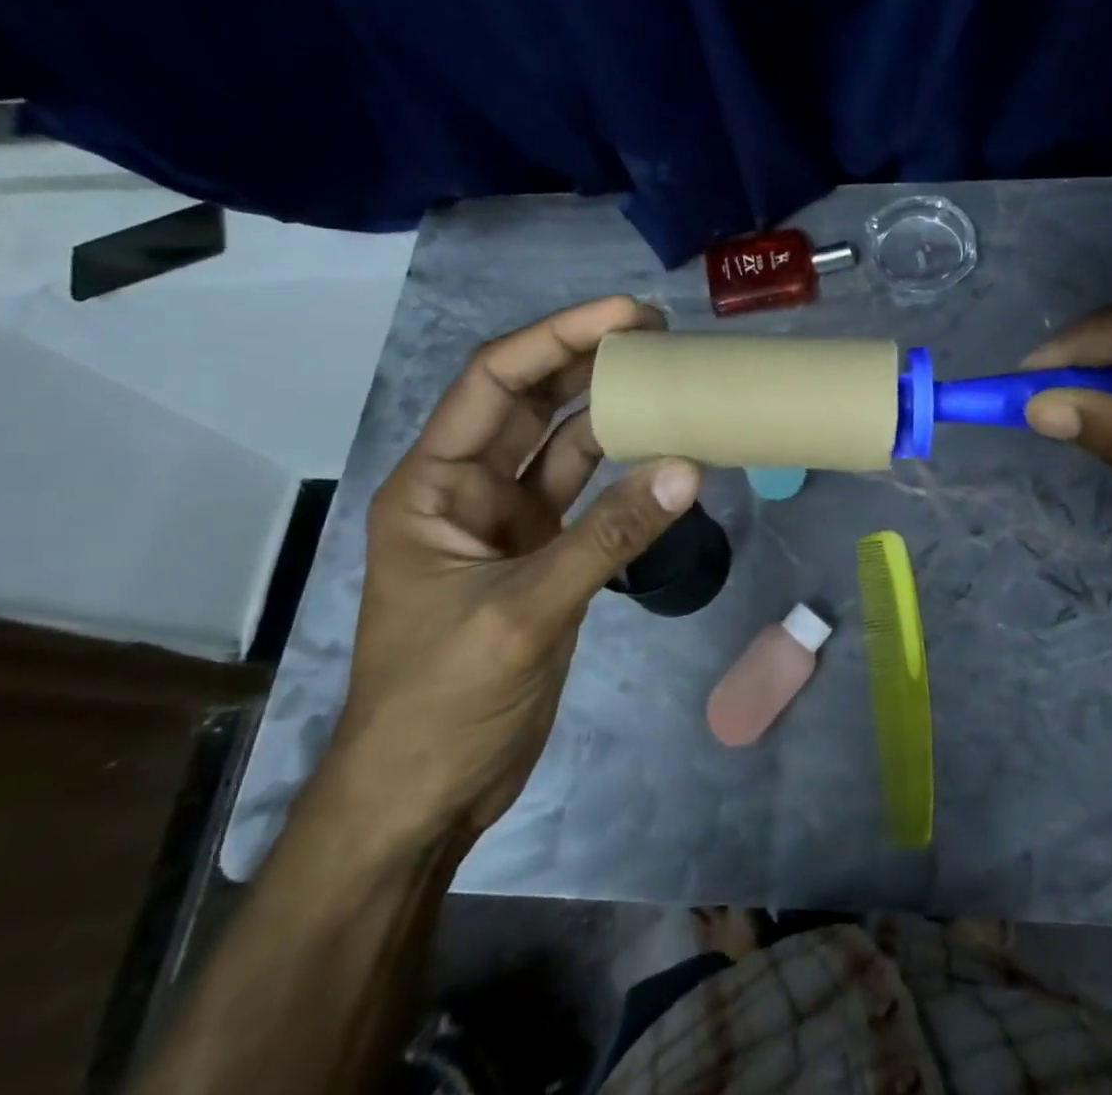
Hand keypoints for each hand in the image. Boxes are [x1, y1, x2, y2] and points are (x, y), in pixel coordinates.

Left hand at [321, 297, 700, 858]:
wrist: (425, 798)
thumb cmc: (441, 703)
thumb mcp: (524, 614)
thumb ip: (607, 540)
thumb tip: (686, 471)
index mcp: (433, 486)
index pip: (495, 383)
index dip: (557, 338)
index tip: (624, 314)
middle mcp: (469, 491)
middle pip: (532, 403)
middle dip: (588, 361)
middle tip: (659, 332)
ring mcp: (509, 525)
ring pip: (565, 446)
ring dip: (612, 413)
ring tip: (670, 378)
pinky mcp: (543, 556)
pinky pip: (589, 496)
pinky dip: (626, 474)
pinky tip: (667, 453)